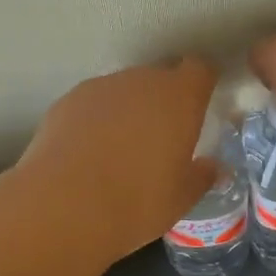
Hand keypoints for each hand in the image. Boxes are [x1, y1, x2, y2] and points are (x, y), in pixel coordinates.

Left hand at [17, 57, 220, 259]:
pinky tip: (89, 152)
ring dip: (129, 108)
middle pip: (160, 76)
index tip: (201, 103)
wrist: (62, 205)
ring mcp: (101, 87)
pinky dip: (97, 119)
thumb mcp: (180, 199)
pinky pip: (94, 103)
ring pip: (125, 89)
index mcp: (178, 98)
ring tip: (122, 148)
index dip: (202, 83)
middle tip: (163, 136)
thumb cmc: (135, 202)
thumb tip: (213, 167)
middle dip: (164, 99)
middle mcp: (141, 81)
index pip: (199, 69)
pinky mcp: (68, 100)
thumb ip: (201, 176)